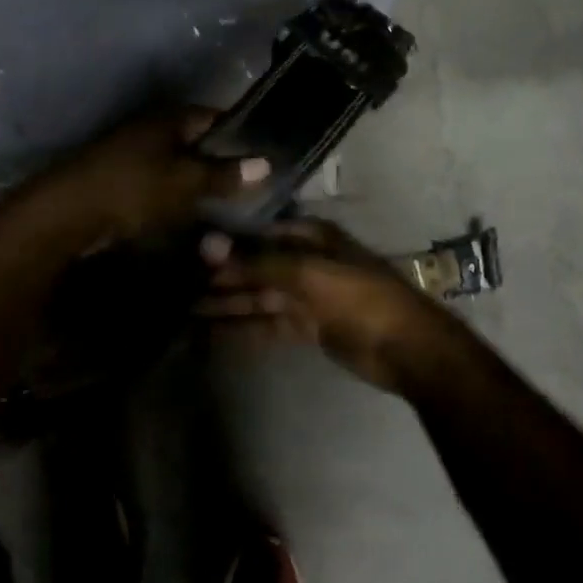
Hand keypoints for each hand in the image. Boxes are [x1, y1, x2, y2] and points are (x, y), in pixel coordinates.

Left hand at [30, 108, 270, 248]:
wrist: (69, 213)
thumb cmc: (133, 188)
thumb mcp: (186, 181)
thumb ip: (225, 173)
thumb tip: (267, 162)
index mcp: (169, 118)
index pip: (214, 117)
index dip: (240, 133)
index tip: (265, 155)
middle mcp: (151, 128)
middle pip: (196, 141)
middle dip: (221, 161)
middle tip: (252, 186)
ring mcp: (133, 153)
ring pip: (178, 164)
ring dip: (198, 181)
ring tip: (229, 204)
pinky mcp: (121, 180)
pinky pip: (160, 183)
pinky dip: (177, 196)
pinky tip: (192, 215)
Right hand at [198, 220, 450, 391]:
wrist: (407, 348)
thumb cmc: (360, 297)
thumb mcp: (307, 273)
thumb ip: (256, 262)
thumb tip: (205, 244)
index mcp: (310, 236)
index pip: (257, 234)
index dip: (224, 243)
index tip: (186, 251)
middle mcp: (305, 260)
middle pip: (254, 267)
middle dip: (219, 277)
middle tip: (174, 285)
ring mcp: (306, 295)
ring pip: (257, 297)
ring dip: (224, 304)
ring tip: (182, 310)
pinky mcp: (307, 326)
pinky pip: (267, 324)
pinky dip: (241, 328)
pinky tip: (210, 333)